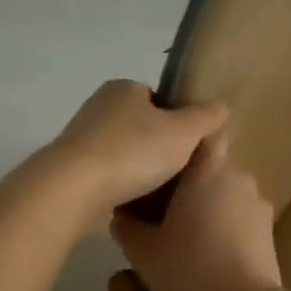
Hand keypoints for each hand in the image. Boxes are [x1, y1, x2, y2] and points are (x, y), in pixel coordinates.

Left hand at [40, 81, 228, 227]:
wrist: (74, 188)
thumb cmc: (133, 151)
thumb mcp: (183, 132)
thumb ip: (206, 117)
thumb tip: (220, 107)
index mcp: (123, 88)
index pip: (157, 98)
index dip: (177, 121)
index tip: (188, 148)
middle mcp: (98, 106)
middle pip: (140, 126)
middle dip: (157, 147)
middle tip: (178, 173)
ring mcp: (81, 138)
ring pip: (122, 152)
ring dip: (137, 169)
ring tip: (157, 192)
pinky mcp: (70, 168)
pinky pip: (106, 174)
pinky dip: (119, 185)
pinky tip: (132, 202)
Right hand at [111, 132, 281, 290]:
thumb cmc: (189, 268)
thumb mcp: (143, 251)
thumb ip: (127, 225)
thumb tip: (119, 213)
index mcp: (208, 171)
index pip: (203, 134)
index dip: (185, 141)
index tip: (165, 159)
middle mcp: (239, 178)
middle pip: (211, 168)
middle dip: (191, 184)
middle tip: (164, 209)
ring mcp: (259, 205)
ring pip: (226, 195)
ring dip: (209, 207)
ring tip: (187, 236)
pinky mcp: (269, 231)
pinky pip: (240, 218)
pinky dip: (225, 228)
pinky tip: (210, 254)